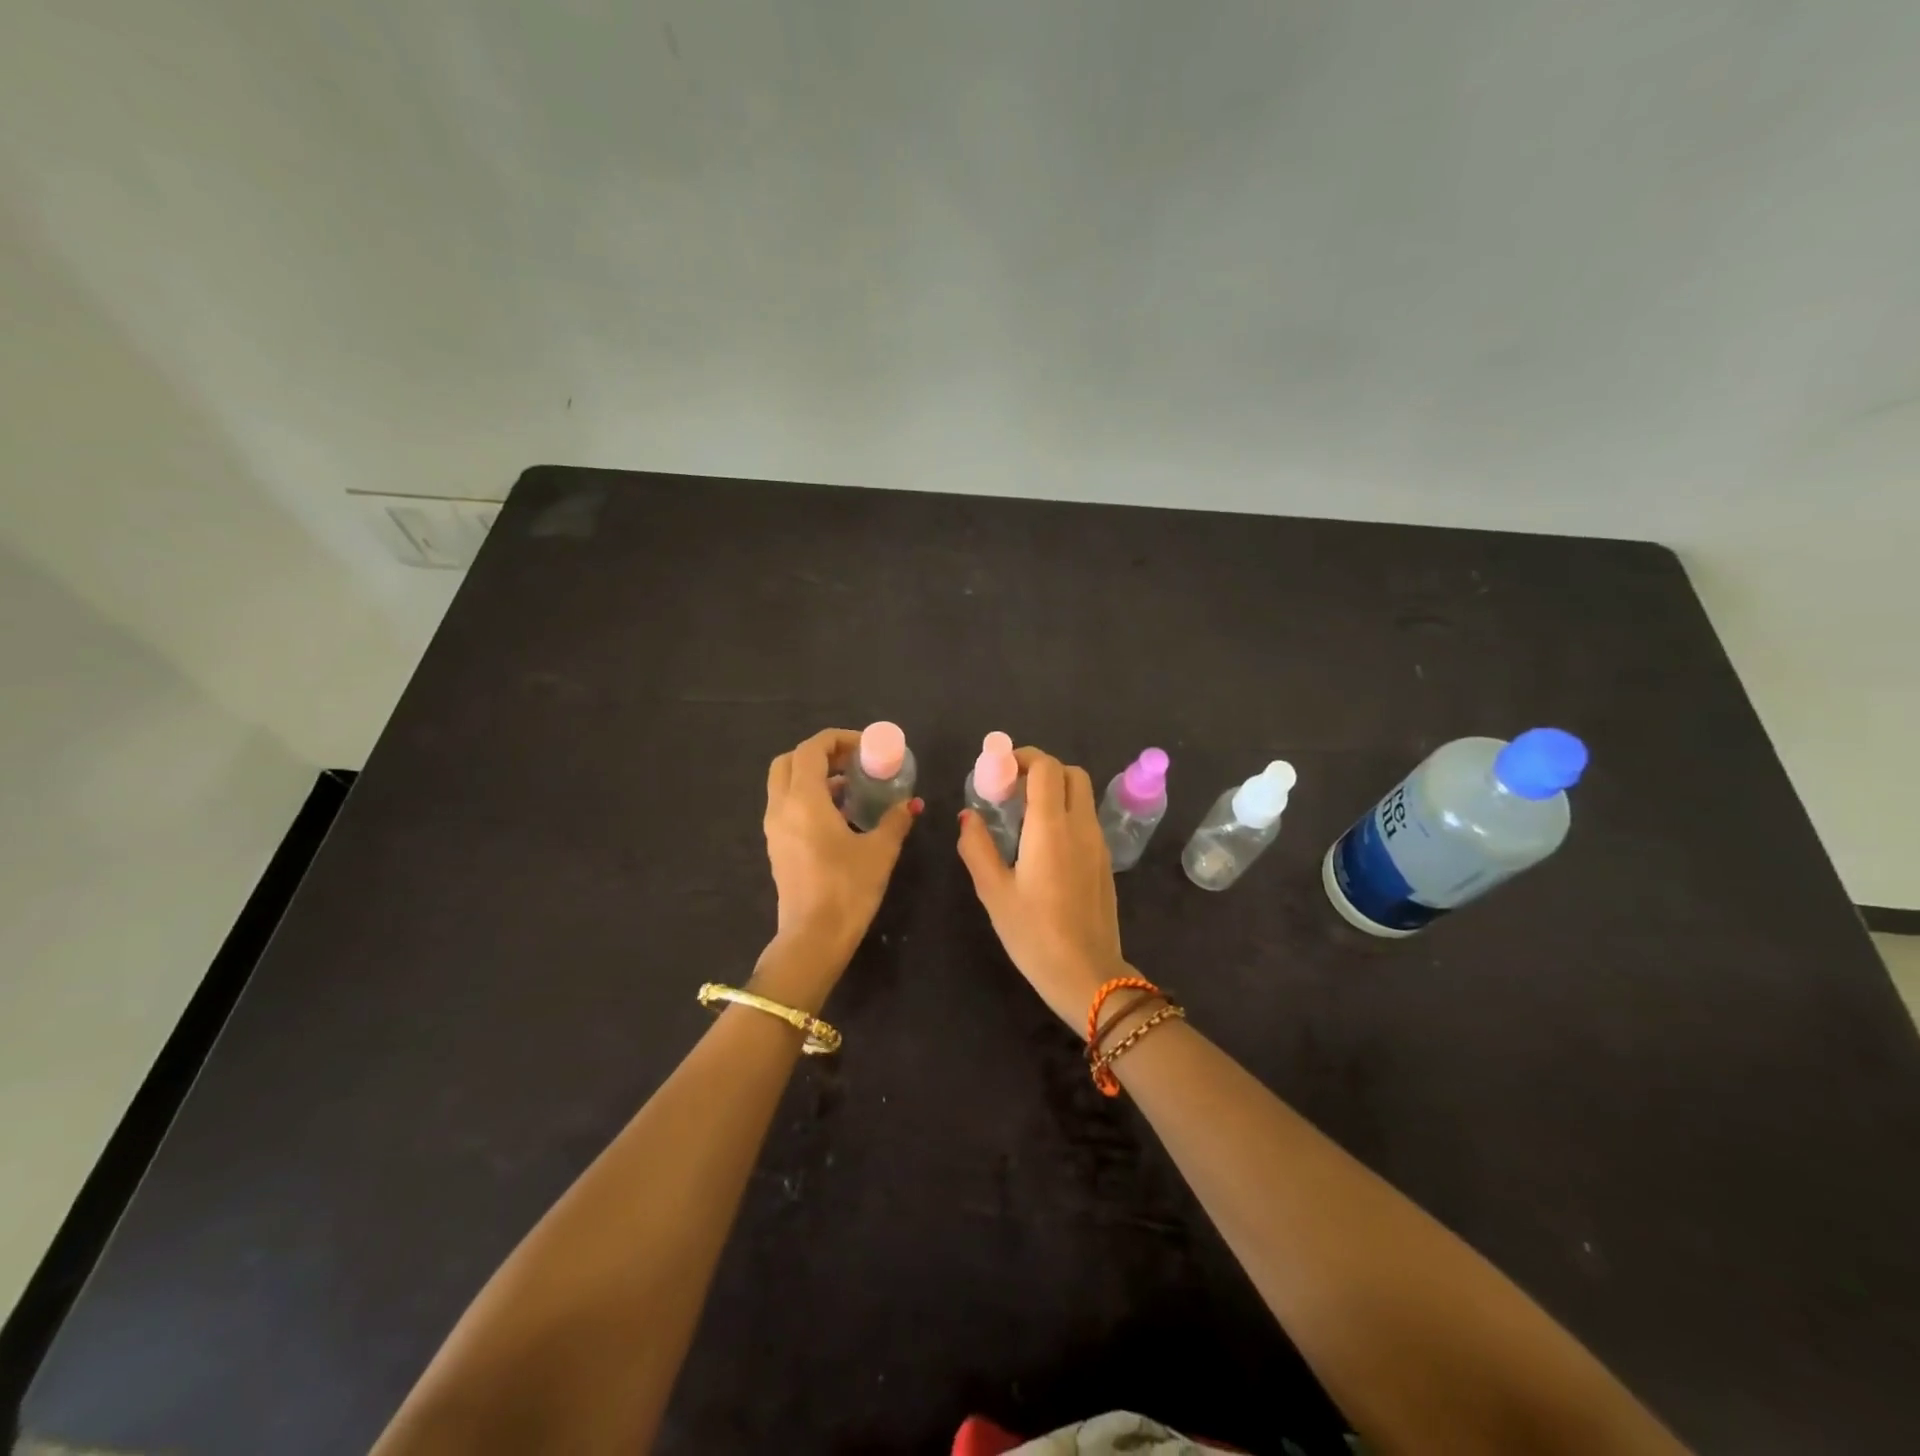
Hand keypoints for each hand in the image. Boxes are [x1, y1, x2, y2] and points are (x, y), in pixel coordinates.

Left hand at [761, 728, 920, 998]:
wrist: (813, 938)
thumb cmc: (847, 889)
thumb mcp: (880, 851)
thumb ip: (895, 821)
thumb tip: (912, 804)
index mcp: (804, 800)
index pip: (811, 749)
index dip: (838, 739)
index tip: (866, 747)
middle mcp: (782, 808)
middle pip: (789, 761)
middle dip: (820, 753)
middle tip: (852, 762)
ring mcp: (774, 828)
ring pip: (784, 784)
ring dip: (813, 776)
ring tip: (851, 786)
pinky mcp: (776, 847)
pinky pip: (787, 806)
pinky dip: (808, 797)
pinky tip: (839, 815)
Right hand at [957, 748, 1127, 1028]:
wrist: (1088, 974)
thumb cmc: (1034, 934)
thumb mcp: (994, 892)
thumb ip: (977, 847)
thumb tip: (967, 816)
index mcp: (1051, 827)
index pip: (1047, 768)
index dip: (1023, 758)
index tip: (999, 770)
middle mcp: (1080, 826)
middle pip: (1071, 773)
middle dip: (1042, 770)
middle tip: (1012, 789)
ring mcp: (1098, 843)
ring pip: (1083, 795)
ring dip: (1056, 791)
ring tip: (1023, 816)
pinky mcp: (1104, 861)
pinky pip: (1087, 819)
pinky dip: (1066, 812)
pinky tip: (1043, 843)